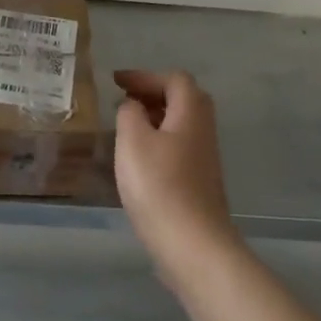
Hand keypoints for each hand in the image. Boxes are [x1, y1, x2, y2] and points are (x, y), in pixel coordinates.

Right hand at [113, 69, 238, 277]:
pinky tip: (137, 159)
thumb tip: (134, 105)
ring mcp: (204, 159)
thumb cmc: (158, 185)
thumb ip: (130, 113)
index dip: (145, 76)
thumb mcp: (133, 141)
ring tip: (126, 127)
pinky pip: (178, 147)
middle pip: (185, 100)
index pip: (175, 79)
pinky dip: (158, 141)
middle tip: (125, 101)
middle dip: (154, 94)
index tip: (116, 82)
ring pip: (182, 125)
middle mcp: (203, 132)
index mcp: (190, 114)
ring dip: (155, 118)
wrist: (191, 244)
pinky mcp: (199, 183)